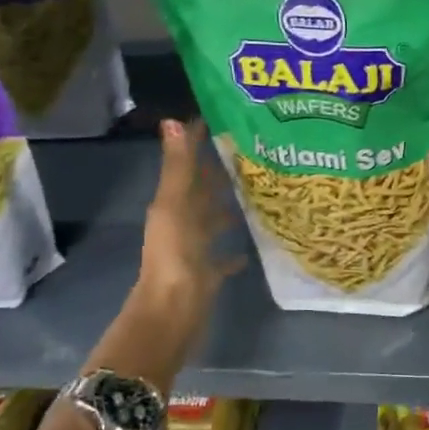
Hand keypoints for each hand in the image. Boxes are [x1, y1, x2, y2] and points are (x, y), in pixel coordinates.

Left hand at [132, 118, 243, 336]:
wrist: (172, 311)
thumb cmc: (174, 255)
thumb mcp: (174, 206)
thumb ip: (178, 167)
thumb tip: (174, 121)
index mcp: (172, 204)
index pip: (186, 164)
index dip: (198, 142)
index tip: (220, 118)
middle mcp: (182, 222)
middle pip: (201, 191)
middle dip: (219, 173)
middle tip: (250, 152)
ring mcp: (194, 249)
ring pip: (213, 222)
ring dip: (228, 209)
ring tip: (256, 194)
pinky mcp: (207, 273)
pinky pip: (222, 258)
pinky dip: (233, 252)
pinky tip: (251, 248)